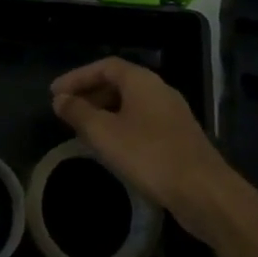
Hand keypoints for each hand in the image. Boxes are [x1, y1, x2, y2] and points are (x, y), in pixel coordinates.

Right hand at [51, 58, 248, 244]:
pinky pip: (142, 120)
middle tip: (66, 109)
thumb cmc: (148, 155)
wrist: (202, 190)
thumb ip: (78, 113)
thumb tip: (60, 99)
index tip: (55, 93)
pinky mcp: (178, 136)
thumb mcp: (104, 133)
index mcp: (142, 81)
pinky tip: (111, 146)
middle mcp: (159, 90)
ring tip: (83, 128)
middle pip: (119, 82)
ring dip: (105, 110)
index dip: (77, 77)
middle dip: (90, 93)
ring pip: (131, 103)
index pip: (105, 66)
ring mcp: (172, 113)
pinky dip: (121, 125)